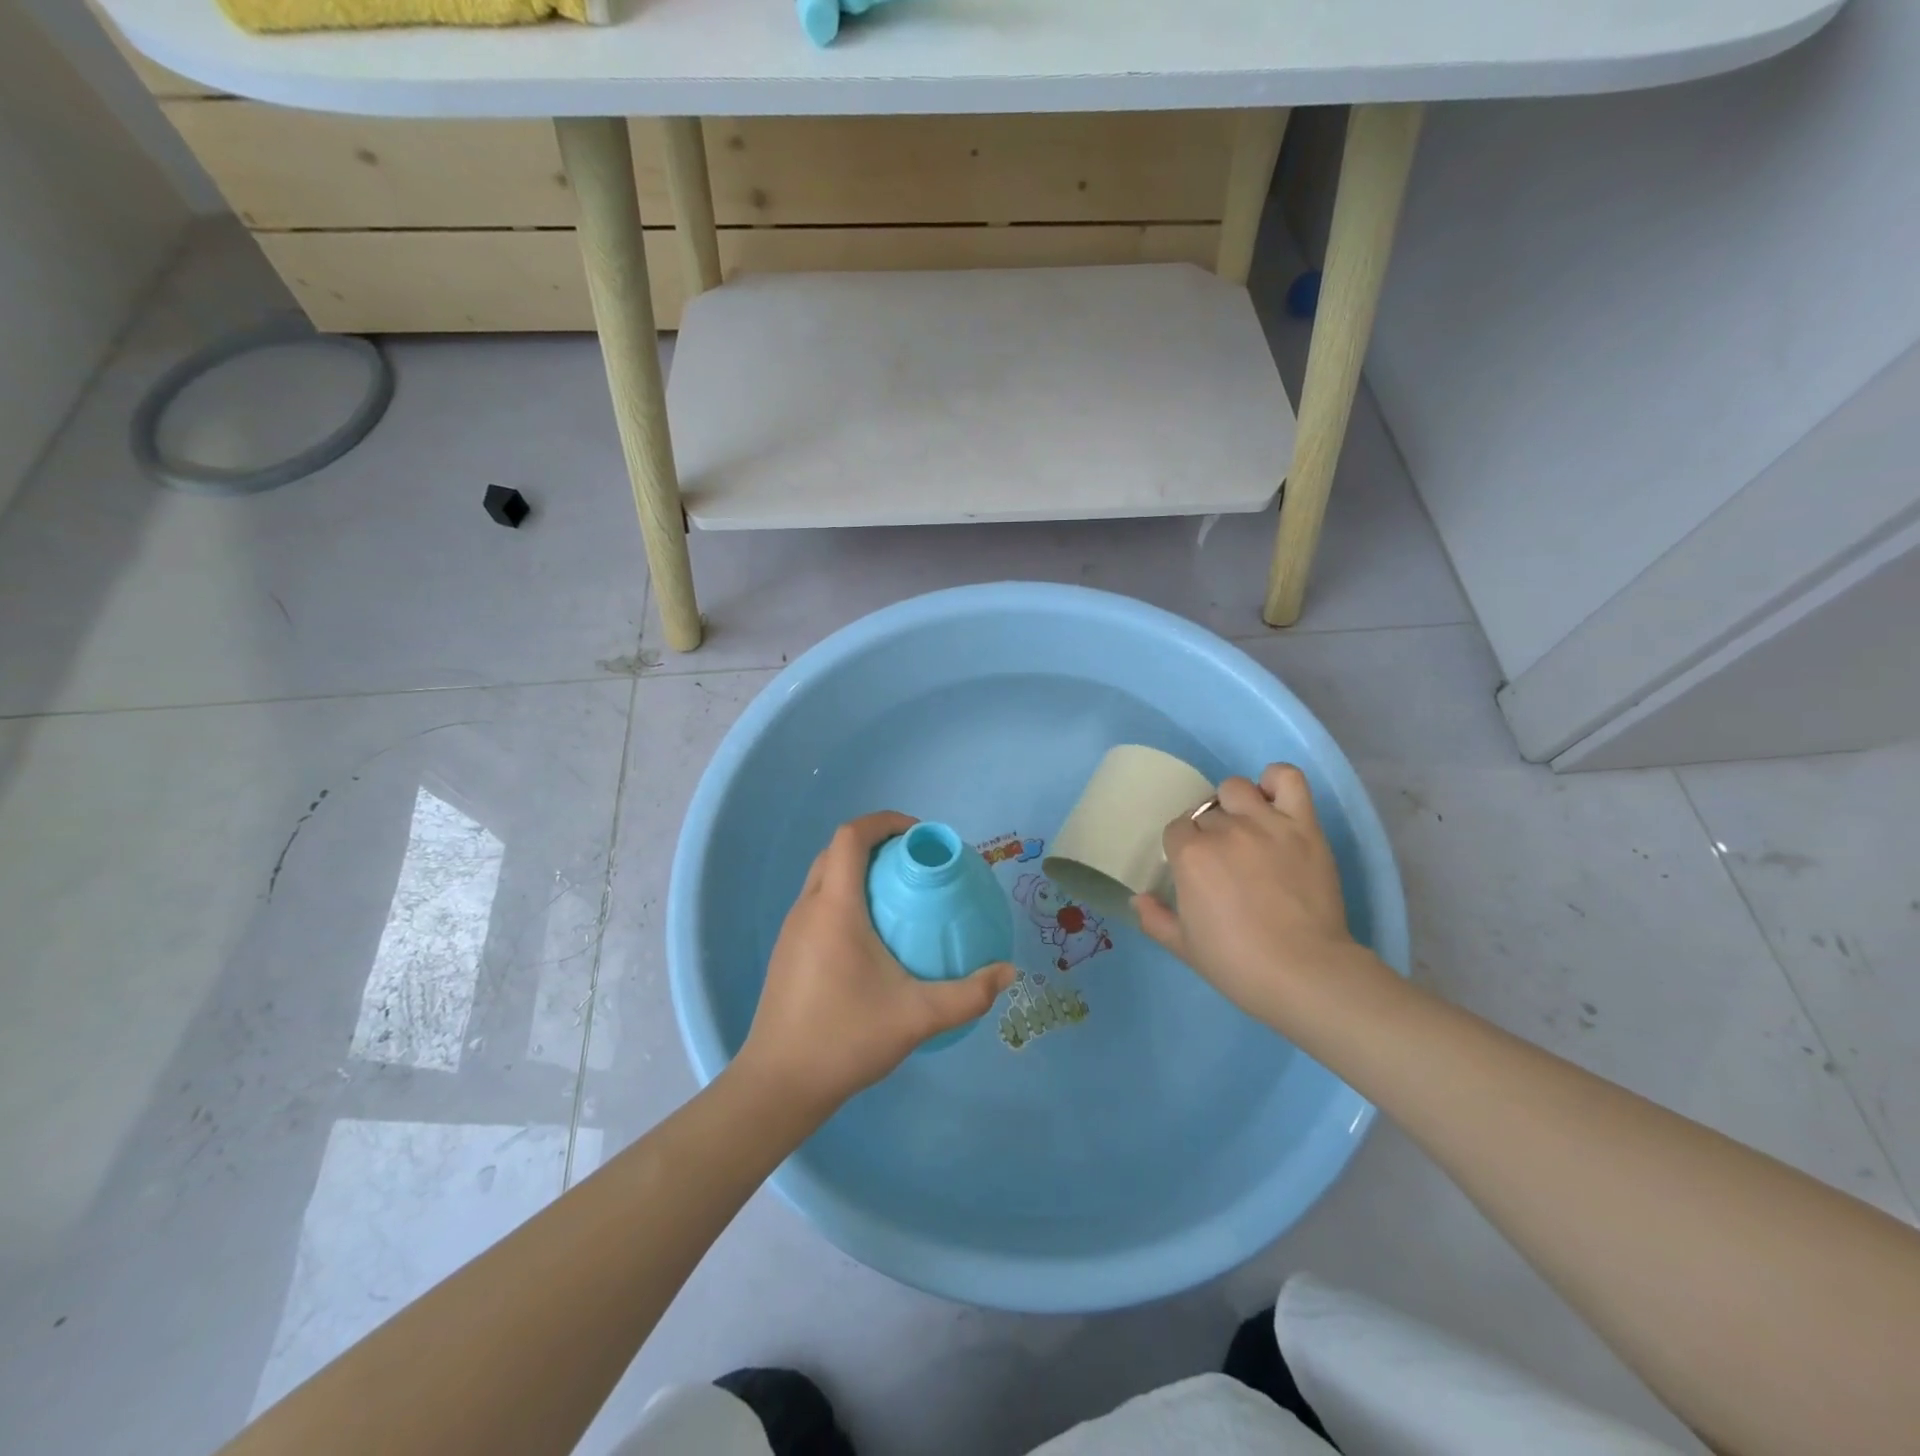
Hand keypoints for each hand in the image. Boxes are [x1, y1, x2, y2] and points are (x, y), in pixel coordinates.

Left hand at [738, 811, 1015, 1115]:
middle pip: (836, 851)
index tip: (920, 836)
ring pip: (824, 876)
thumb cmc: (845, 1039)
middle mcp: (808, 908)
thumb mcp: (917, 1017)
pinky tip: (873, 934)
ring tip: (900, 894)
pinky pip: (819, 902)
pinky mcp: (788, 952)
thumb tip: (1009, 973)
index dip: (885, 822)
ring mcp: (793, 930)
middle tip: (916, 863)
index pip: (851, 836)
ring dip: (859, 869)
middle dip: (876, 843)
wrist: (779, 1085)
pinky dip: (846, 895)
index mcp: (835, 907)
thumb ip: (969, 995)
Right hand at [1133, 764, 1383, 1029]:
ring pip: (1236, 788)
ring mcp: (1266, 823)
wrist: (1304, 973)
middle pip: (1206, 813)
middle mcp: (1224, 829)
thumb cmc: (1237, 963)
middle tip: (1225, 862)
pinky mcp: (1303, 826)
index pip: (1177, 829)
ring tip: (1246, 828)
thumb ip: (1155, 919)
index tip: (1196, 870)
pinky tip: (1272, 800)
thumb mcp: (1184, 948)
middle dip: (1209, 833)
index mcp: (1190, 855)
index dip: (1184, 848)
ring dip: (1234, 804)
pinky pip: (1286, 778)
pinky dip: (1275, 781)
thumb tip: (1138, 899)